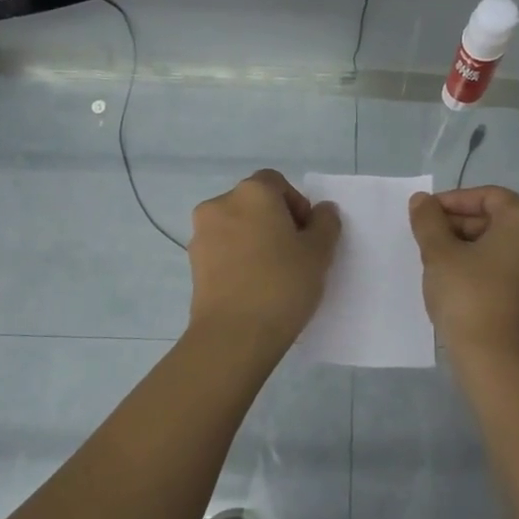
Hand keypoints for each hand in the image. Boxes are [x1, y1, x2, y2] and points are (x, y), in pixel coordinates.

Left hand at [188, 170, 341, 349]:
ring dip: (255, 240)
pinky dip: (238, 259)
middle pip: (254, 203)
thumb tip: (322, 211)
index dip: (296, 204)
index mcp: (252, 193)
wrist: (234, 335)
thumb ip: (325, 224)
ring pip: (236, 227)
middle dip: (275, 222)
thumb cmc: (282, 285)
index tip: (306, 235)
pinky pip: (223, 250)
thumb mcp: (319, 253)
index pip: (276, 183)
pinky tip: (253, 287)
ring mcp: (201, 234)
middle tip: (294, 255)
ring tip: (273, 274)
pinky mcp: (193, 264)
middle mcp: (220, 205)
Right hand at [408, 185, 518, 363]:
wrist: (497, 360)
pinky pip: (516, 273)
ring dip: (475, 248)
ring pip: (508, 248)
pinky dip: (491, 270)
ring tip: (442, 263)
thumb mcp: (439, 254)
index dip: (455, 200)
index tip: (427, 215)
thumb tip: (422, 201)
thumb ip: (428, 221)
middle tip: (430, 239)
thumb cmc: (468, 296)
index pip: (490, 196)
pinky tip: (463, 286)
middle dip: (463, 225)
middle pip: (501, 221)